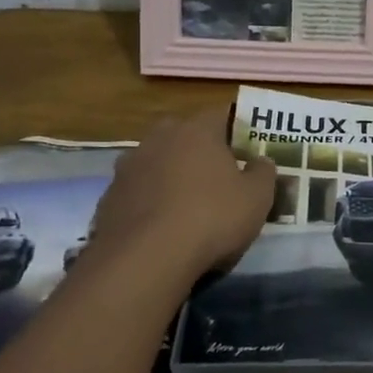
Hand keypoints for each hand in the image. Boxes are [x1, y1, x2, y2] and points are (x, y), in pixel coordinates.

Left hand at [90, 109, 276, 276]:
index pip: (221, 114)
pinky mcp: (109, 196)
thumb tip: (261, 160)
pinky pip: (138, 191)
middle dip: (199, 150)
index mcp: (197, 130)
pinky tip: (161, 227)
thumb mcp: (257, 198)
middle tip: (216, 176)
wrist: (145, 258)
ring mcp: (129, 166)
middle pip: (183, 134)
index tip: (246, 150)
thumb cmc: (211, 218)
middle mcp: (159, 138)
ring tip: (186, 204)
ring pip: (157, 161)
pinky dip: (150, 201)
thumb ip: (263, 173)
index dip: (236, 130)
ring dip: (170, 175)